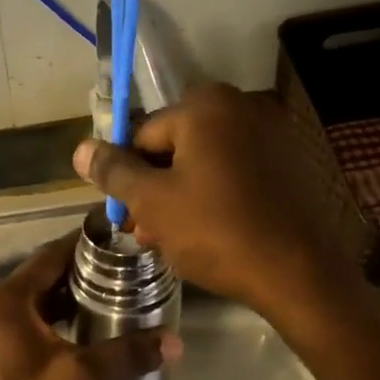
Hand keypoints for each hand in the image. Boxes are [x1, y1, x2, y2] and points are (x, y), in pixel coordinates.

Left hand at [0, 234, 182, 379]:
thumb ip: (126, 355)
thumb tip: (174, 343)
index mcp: (5, 299)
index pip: (50, 256)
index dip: (85, 247)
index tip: (120, 246)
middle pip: (39, 277)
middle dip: (78, 276)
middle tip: (122, 278)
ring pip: (27, 302)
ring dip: (61, 301)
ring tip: (105, 305)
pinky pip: (16, 323)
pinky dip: (44, 321)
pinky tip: (73, 337)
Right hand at [71, 84, 361, 327]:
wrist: (298, 273)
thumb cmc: (216, 231)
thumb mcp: (152, 202)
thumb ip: (113, 172)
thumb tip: (81, 149)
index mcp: (205, 106)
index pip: (142, 135)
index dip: (126, 177)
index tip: (124, 215)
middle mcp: (240, 108)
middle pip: (173, 149)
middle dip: (153, 191)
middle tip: (144, 233)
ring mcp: (268, 137)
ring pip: (202, 166)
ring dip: (178, 200)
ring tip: (170, 242)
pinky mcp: (286, 167)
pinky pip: (232, 177)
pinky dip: (212, 200)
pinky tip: (205, 236)